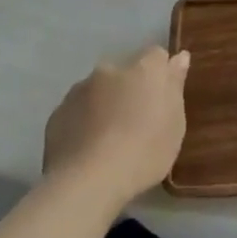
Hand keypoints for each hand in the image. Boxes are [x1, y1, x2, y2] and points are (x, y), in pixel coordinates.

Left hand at [42, 47, 190, 210]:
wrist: (87, 181)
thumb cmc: (144, 151)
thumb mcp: (175, 123)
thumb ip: (175, 86)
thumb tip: (179, 57)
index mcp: (144, 69)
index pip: (157, 56)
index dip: (161, 75)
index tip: (163, 99)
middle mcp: (110, 70)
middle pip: (125, 72)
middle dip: (130, 88)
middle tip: (137, 121)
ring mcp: (79, 90)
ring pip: (98, 91)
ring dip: (105, 104)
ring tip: (109, 139)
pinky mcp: (56, 113)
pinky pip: (77, 111)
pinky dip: (84, 122)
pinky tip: (89, 148)